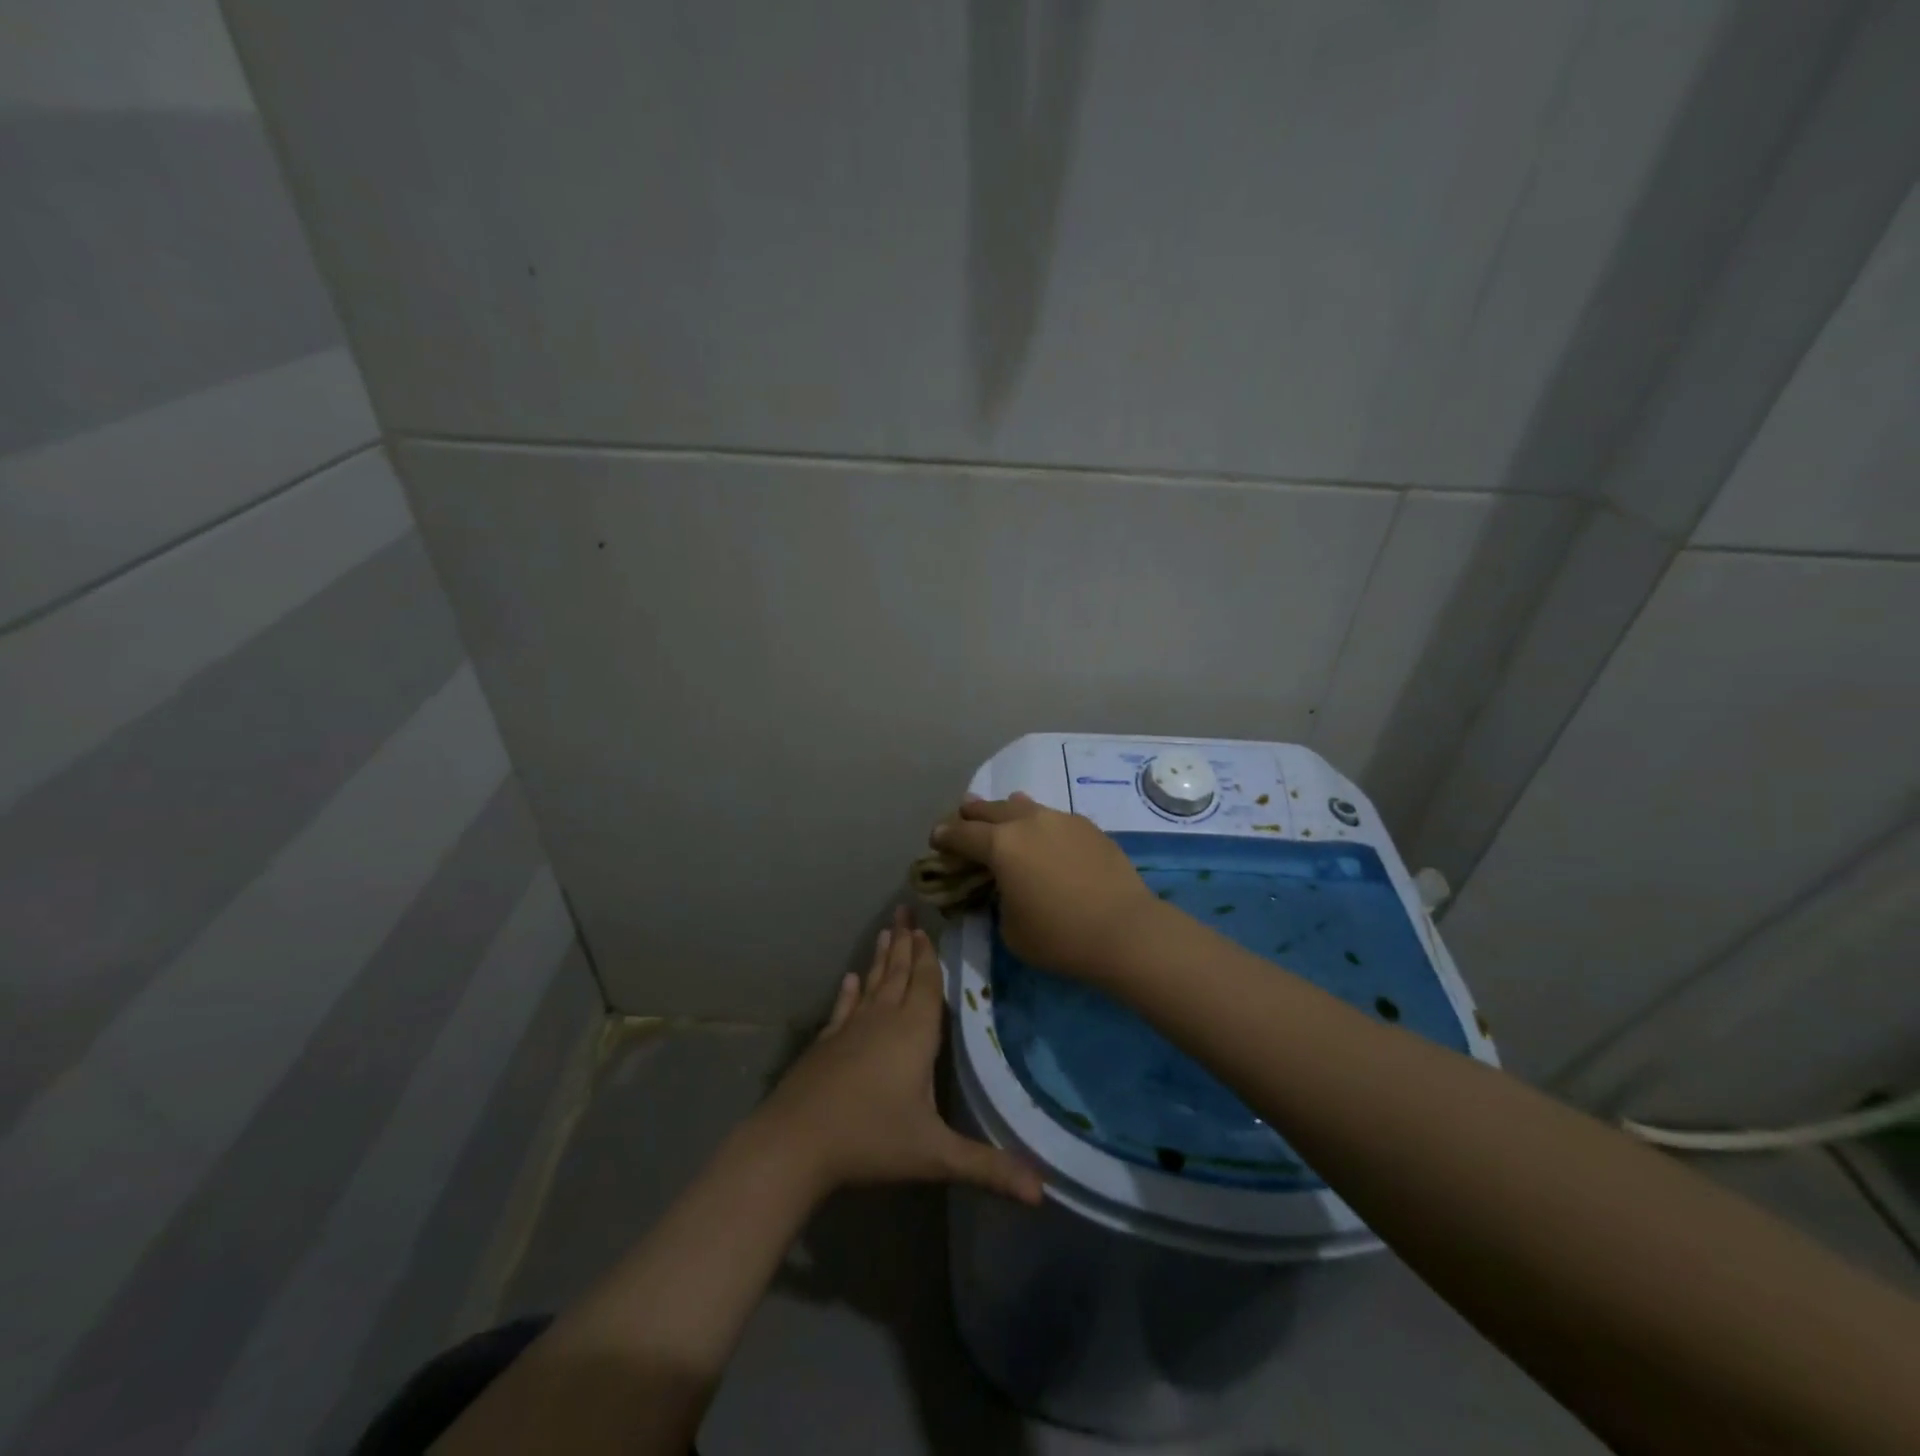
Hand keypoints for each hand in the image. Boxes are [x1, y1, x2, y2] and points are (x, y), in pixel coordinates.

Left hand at [754, 907, 1041, 1204]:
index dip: (928, 956)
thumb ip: (988, 1168)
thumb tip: (1043, 1192)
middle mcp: (883, 1020)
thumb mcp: (935, 1155)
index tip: (927, 927)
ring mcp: (850, 1029)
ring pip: (872, 984)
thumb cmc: (871, 1140)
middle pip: (898, 974)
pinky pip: (843, 1007)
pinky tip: (849, 978)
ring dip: (880, 958)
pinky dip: (849, 991)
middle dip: (905, 943)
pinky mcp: (826, 1044)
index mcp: (914, 1033)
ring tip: (886, 930)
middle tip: (905, 910)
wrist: (796, 1143)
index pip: (925, 984)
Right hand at [929, 794, 1158, 980]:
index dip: (944, 836)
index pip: (962, 834)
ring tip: (1002, 815)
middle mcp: (1028, 822)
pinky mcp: (1088, 827)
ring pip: (1024, 806)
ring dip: (1007, 811)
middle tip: (962, 818)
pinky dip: (1039, 824)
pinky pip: (1053, 818)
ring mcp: (1061, 819)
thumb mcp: (1010, 928)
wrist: (1125, 930)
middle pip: (990, 809)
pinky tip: (1043, 836)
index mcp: (1001, 845)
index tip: (936, 838)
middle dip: (972, 815)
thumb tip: (1006, 885)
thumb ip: (998, 899)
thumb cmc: (1059, 936)